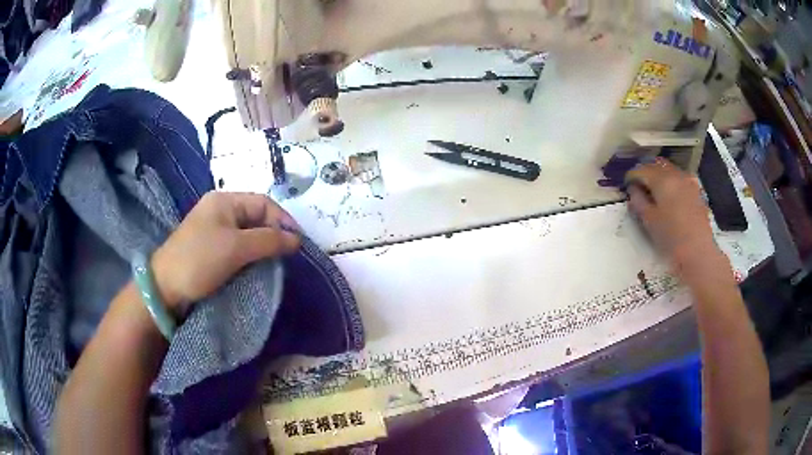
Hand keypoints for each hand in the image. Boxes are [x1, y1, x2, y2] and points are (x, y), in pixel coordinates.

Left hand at [150, 192, 300, 316]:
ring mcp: (214, 230)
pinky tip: (258, 267)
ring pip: (248, 234)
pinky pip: (238, 247)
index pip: (263, 203)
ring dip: (264, 246)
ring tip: (276, 262)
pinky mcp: (212, 249)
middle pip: (256, 217)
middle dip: (274, 234)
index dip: (283, 220)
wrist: (165, 288)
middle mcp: (220, 211)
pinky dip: (251, 255)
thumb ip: (269, 240)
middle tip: (288, 255)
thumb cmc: (200, 260)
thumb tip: (297, 239)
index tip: (298, 242)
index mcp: (224, 200)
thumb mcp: (236, 247)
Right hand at [626, 159, 718, 273]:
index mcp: (661, 180)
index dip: (631, 177)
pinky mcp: (696, 191)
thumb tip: (634, 190)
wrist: (698, 252)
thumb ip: (638, 202)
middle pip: (656, 165)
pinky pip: (680, 179)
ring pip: (669, 170)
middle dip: (646, 172)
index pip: (641, 170)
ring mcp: (688, 181)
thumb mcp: (649, 221)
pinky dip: (671, 182)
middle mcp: (675, 174)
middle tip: (639, 186)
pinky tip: (669, 196)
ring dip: (660, 176)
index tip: (626, 186)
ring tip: (654, 191)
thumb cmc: (671, 237)